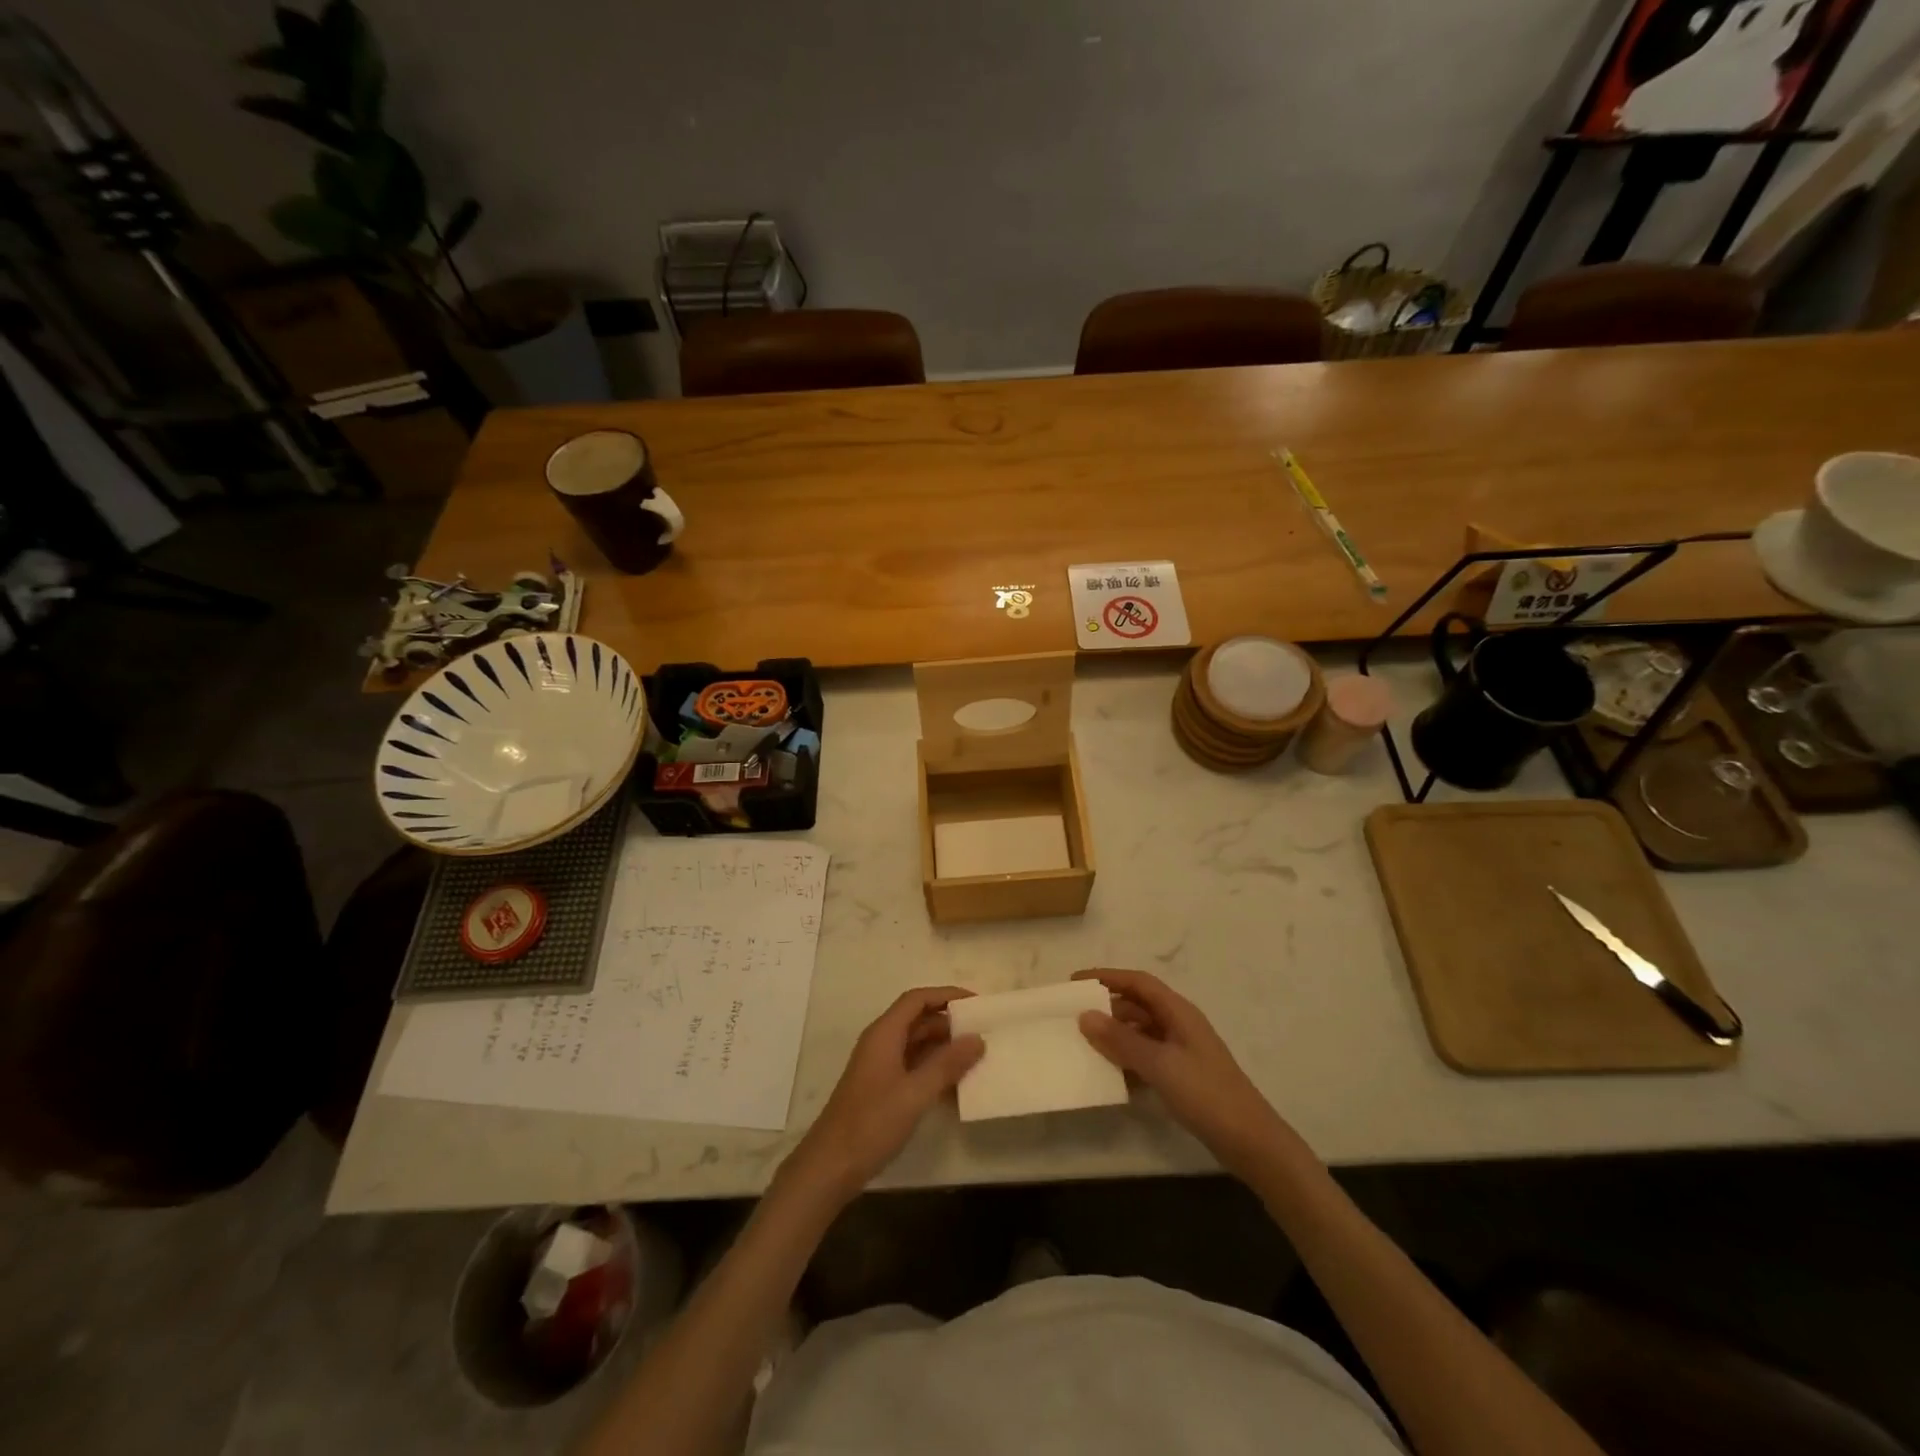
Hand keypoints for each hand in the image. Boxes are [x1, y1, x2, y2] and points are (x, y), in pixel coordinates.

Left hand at [782, 987, 983, 1204]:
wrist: (830, 1166)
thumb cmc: (871, 1123)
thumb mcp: (915, 1093)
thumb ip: (947, 1065)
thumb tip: (977, 1038)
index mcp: (884, 1033)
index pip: (917, 999)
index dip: (946, 995)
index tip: (976, 1002)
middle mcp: (881, 1043)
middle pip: (918, 1019)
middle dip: (949, 1021)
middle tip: (983, 1030)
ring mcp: (880, 1066)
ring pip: (917, 1044)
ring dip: (944, 1047)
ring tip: (976, 1055)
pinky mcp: (882, 1088)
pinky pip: (913, 1066)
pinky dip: (934, 1068)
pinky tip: (956, 1084)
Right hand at [1074, 968, 1308, 1181]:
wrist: (1250, 1141)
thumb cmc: (1205, 1093)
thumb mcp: (1159, 1064)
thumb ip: (1121, 1040)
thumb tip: (1085, 1015)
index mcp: (1178, 1012)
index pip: (1138, 982)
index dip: (1107, 977)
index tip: (1075, 982)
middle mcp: (1179, 1024)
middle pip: (1138, 1005)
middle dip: (1107, 1008)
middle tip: (1073, 1017)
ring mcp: (1182, 1051)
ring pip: (1141, 1033)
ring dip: (1116, 1037)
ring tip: (1085, 1046)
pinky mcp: (1182, 1076)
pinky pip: (1147, 1058)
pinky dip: (1128, 1061)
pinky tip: (1110, 1076)